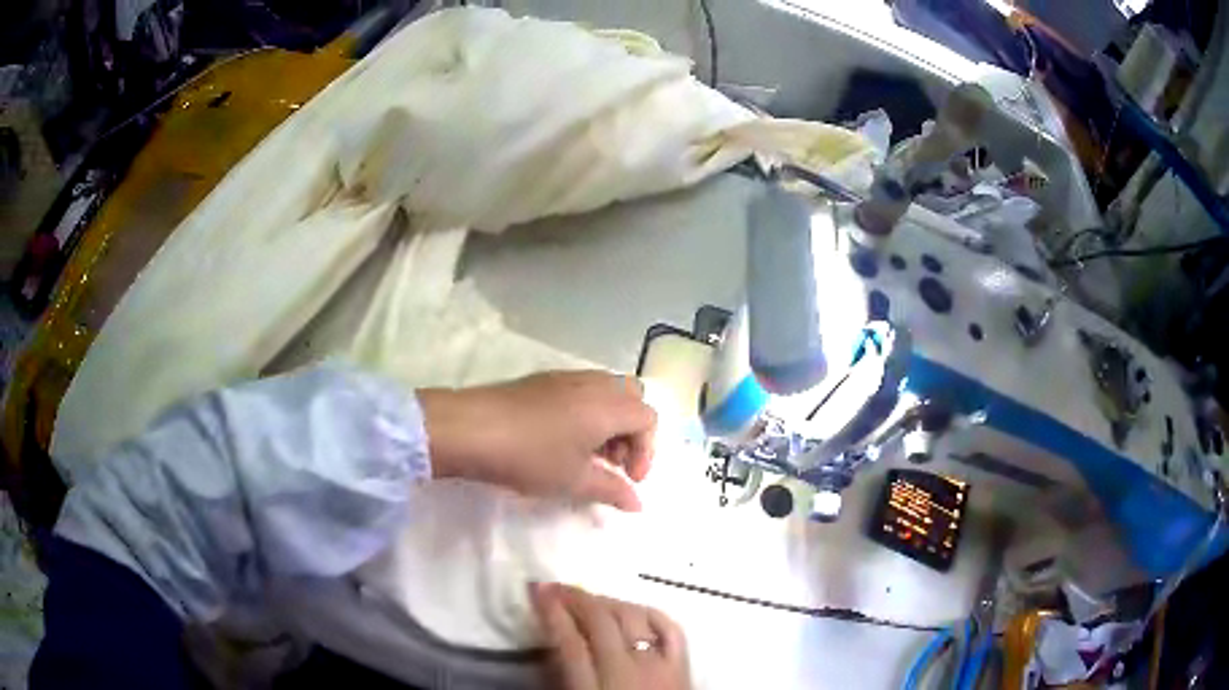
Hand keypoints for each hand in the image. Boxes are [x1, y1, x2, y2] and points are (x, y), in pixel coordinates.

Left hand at [418, 371, 656, 510]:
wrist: (469, 428)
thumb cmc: (529, 457)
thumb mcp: (573, 481)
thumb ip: (612, 490)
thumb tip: (638, 504)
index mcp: (608, 405)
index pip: (648, 418)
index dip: (647, 452)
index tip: (628, 480)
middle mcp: (592, 383)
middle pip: (631, 397)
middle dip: (631, 432)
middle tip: (612, 462)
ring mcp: (565, 377)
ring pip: (606, 391)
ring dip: (609, 422)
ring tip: (587, 455)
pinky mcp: (542, 380)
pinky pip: (581, 390)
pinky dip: (587, 412)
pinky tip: (561, 440)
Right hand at [531, 583, 690, 689]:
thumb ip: (563, 680)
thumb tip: (552, 650)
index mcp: (595, 688)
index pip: (569, 642)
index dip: (552, 613)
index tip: (537, 591)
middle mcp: (629, 670)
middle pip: (601, 623)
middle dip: (575, 599)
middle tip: (555, 586)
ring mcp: (661, 665)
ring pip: (633, 618)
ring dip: (607, 602)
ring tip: (588, 598)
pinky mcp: (684, 666)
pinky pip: (669, 628)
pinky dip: (649, 612)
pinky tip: (634, 609)